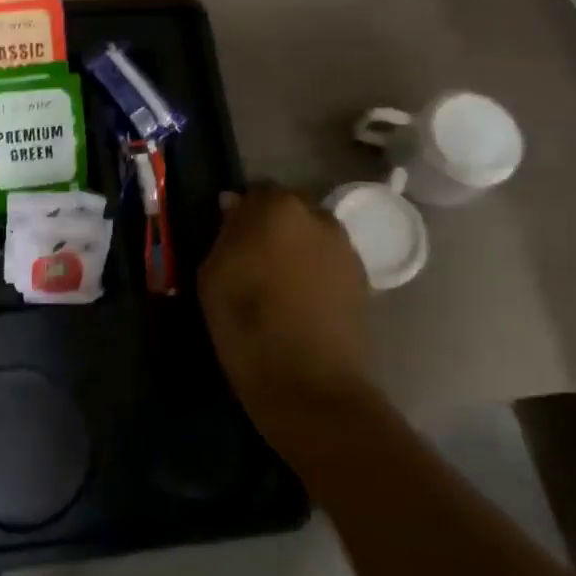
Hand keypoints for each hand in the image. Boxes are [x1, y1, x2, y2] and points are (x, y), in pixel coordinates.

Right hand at [198, 187, 373, 448]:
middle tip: (249, 258)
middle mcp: (318, 216)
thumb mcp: (213, 275)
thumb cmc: (246, 324)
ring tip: (275, 282)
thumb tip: (233, 207)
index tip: (226, 237)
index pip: (254, 191)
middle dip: (269, 224)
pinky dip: (312, 269)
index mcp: (277, 208)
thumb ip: (224, 233)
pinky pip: (328, 260)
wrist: (309, 384)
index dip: (239, 212)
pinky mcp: (363, 279)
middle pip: (288, 208)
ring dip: (293, 246)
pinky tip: (298, 299)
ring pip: (310, 234)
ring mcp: (345, 248)